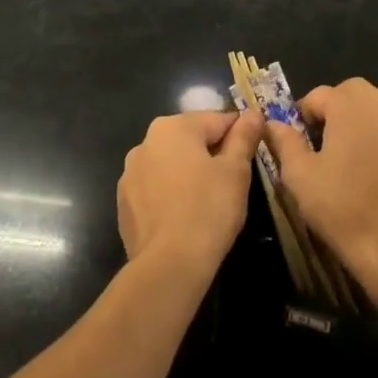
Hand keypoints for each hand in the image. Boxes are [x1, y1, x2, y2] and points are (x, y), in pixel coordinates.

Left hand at [118, 111, 262, 277]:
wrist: (169, 264)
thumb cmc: (209, 209)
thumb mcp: (236, 171)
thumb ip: (243, 137)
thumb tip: (253, 113)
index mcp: (173, 127)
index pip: (216, 120)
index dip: (239, 134)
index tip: (253, 152)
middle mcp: (145, 142)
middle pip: (190, 140)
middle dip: (212, 154)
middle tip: (234, 181)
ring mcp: (130, 173)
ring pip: (170, 165)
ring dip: (188, 173)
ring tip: (209, 201)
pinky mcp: (124, 203)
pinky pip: (155, 189)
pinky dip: (170, 195)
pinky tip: (184, 217)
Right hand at [263, 78, 377, 295]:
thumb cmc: (341, 206)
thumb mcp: (299, 174)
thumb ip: (284, 141)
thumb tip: (272, 123)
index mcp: (348, 102)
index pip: (316, 97)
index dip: (303, 118)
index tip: (299, 144)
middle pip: (351, 94)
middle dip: (336, 112)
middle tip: (326, 147)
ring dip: (369, 116)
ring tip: (358, 148)